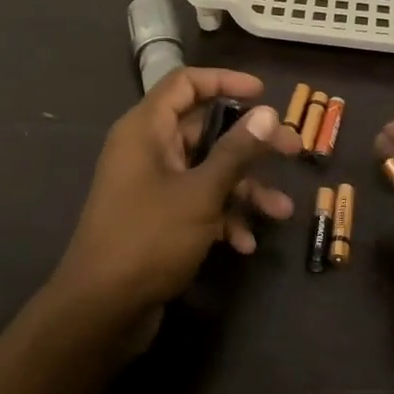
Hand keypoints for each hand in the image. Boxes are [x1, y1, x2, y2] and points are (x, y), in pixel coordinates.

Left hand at [50, 69, 301, 341]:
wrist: (101, 312)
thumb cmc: (148, 238)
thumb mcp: (200, 192)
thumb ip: (236, 151)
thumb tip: (267, 113)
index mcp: (146, 129)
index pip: (185, 84)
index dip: (225, 82)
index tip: (263, 94)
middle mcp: (147, 150)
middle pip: (205, 129)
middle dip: (250, 143)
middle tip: (292, 150)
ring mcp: (152, 186)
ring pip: (207, 170)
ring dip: (244, 188)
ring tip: (281, 211)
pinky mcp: (158, 219)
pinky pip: (198, 203)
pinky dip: (223, 216)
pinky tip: (246, 244)